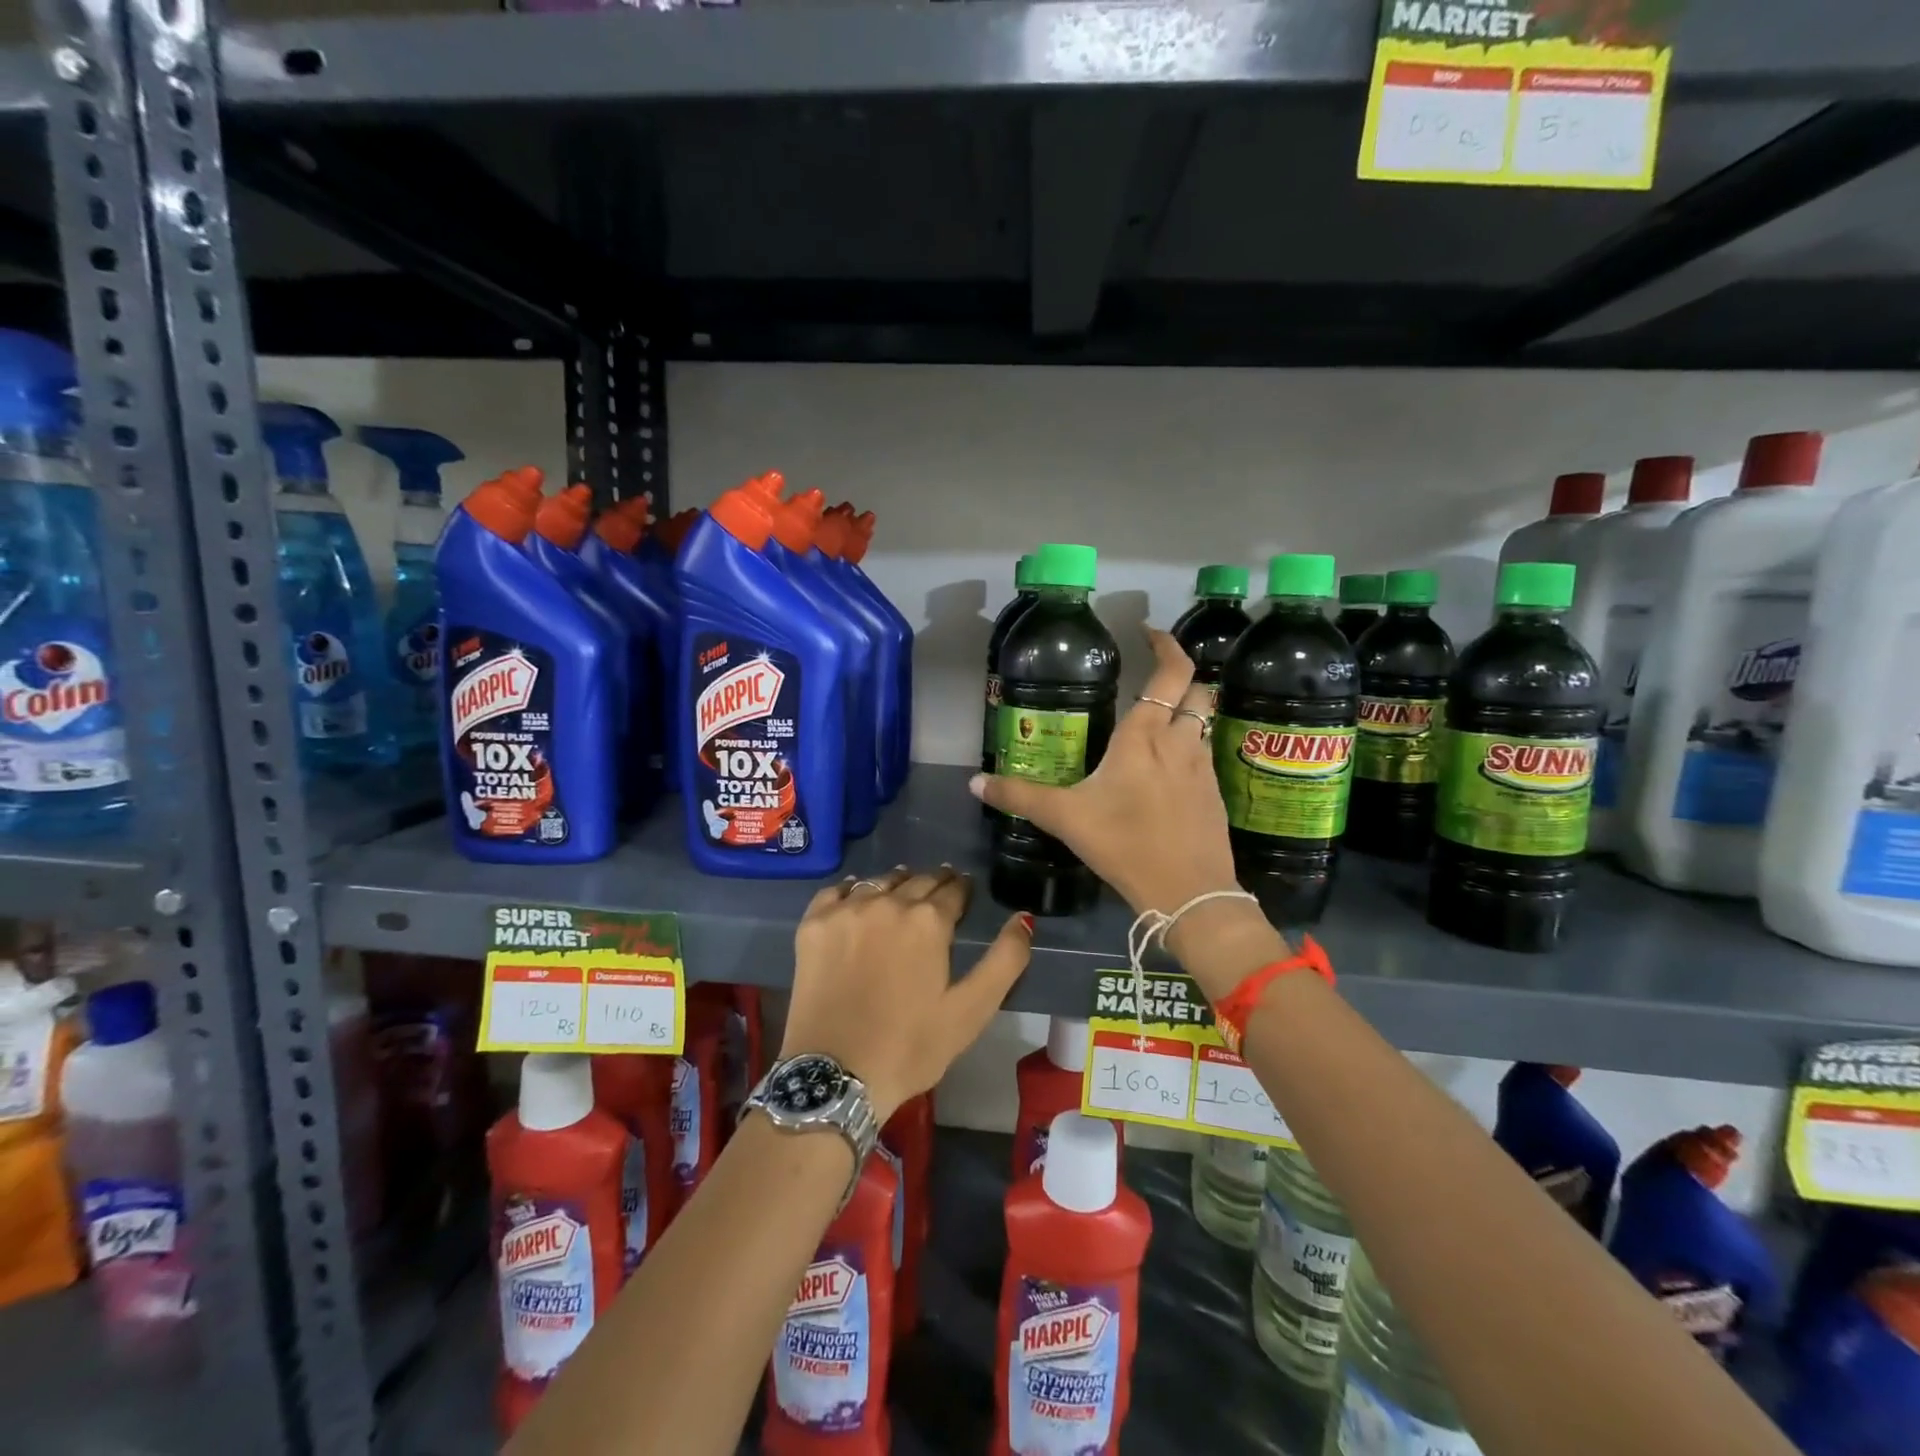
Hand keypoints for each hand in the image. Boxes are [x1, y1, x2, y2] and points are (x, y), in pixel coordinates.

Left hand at [781, 867, 1032, 1119]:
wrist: (835, 1075)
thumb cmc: (911, 1046)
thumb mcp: (971, 1010)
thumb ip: (1005, 960)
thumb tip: (1024, 917)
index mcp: (929, 920)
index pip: (954, 889)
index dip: (962, 890)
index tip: (964, 893)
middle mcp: (888, 902)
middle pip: (917, 880)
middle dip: (934, 883)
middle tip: (939, 891)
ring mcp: (846, 910)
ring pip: (879, 881)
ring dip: (896, 883)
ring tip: (903, 891)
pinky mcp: (813, 924)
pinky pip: (837, 890)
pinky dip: (852, 889)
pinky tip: (858, 898)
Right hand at [967, 629, 1286, 998]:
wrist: (1189, 892)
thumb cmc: (1125, 844)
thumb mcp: (1065, 818)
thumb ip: (1019, 797)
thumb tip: (975, 784)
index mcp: (1145, 736)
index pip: (1171, 673)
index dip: (1166, 645)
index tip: (1149, 633)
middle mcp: (1181, 742)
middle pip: (1198, 690)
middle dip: (1181, 677)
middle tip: (1153, 679)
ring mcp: (1203, 768)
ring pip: (1205, 722)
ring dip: (1188, 712)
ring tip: (1158, 722)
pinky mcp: (1215, 794)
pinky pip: (1206, 754)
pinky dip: (1191, 746)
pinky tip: (1169, 769)